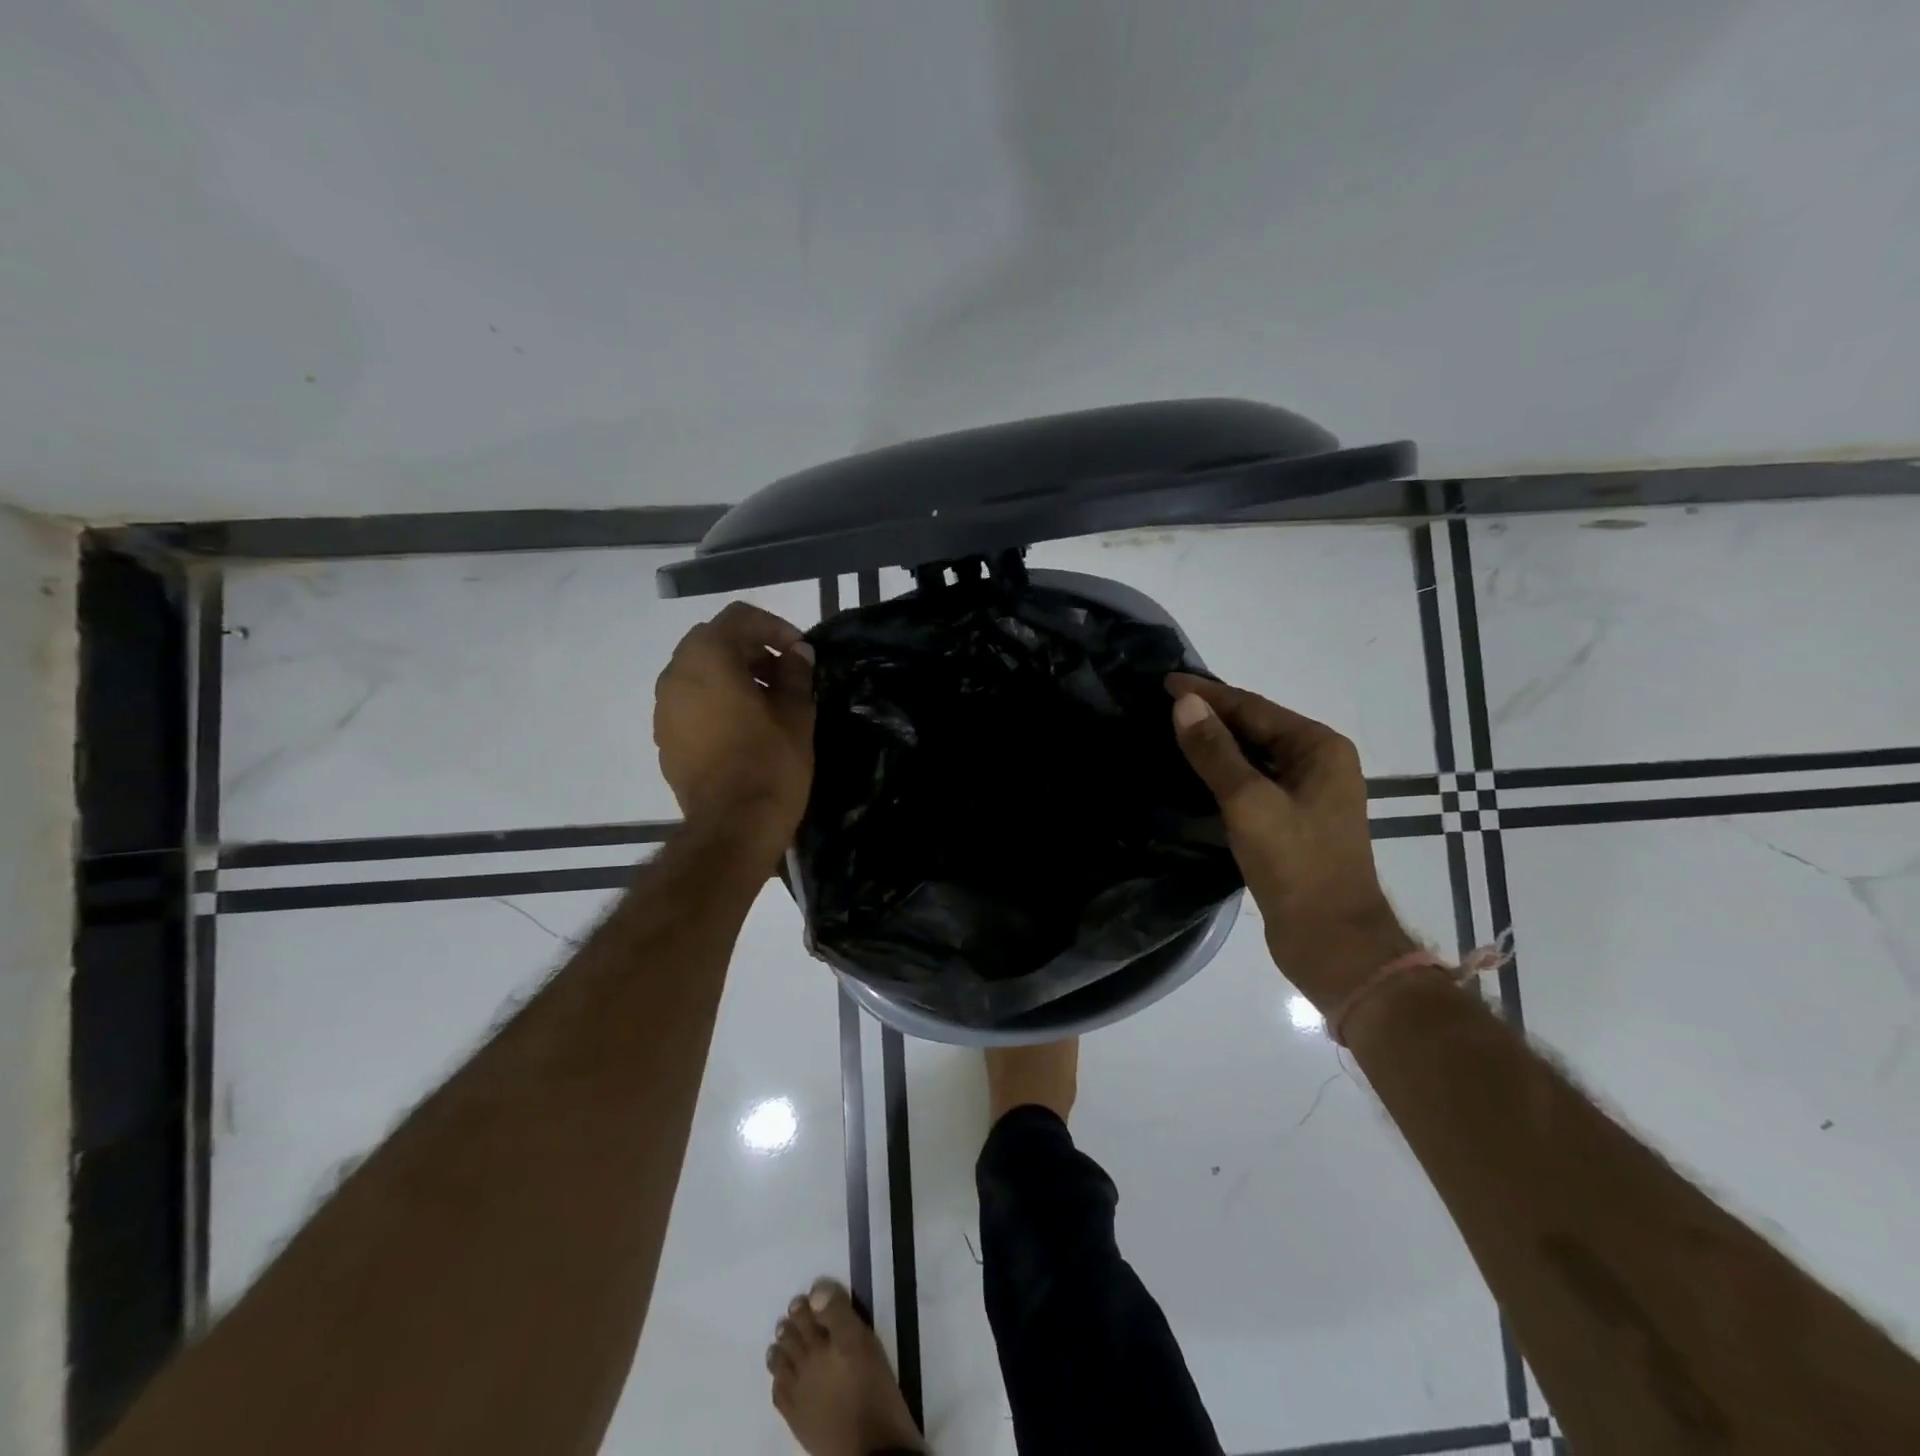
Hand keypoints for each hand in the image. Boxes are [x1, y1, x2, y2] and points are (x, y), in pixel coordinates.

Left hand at [655, 603, 814, 848]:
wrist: (732, 826)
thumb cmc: (769, 763)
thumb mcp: (795, 713)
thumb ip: (795, 674)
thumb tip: (797, 653)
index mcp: (708, 658)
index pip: (738, 618)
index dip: (774, 627)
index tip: (799, 651)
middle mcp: (676, 674)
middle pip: (713, 642)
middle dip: (750, 650)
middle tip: (784, 674)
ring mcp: (664, 708)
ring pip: (698, 672)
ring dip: (731, 675)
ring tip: (766, 702)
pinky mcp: (664, 738)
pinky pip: (690, 702)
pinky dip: (714, 701)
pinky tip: (743, 727)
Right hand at [1167, 673, 1414, 1007]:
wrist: (1332, 941)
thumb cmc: (1296, 865)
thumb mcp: (1249, 802)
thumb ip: (1215, 751)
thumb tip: (1184, 703)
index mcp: (1319, 748)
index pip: (1254, 707)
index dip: (1208, 694)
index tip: (1165, 682)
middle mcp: (1318, 763)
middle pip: (1256, 727)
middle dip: (1211, 714)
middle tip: (1162, 704)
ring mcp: (1308, 794)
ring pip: (1254, 756)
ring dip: (1216, 744)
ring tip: (1171, 732)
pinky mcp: (1293, 821)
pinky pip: (1253, 782)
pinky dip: (1224, 773)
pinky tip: (1196, 774)